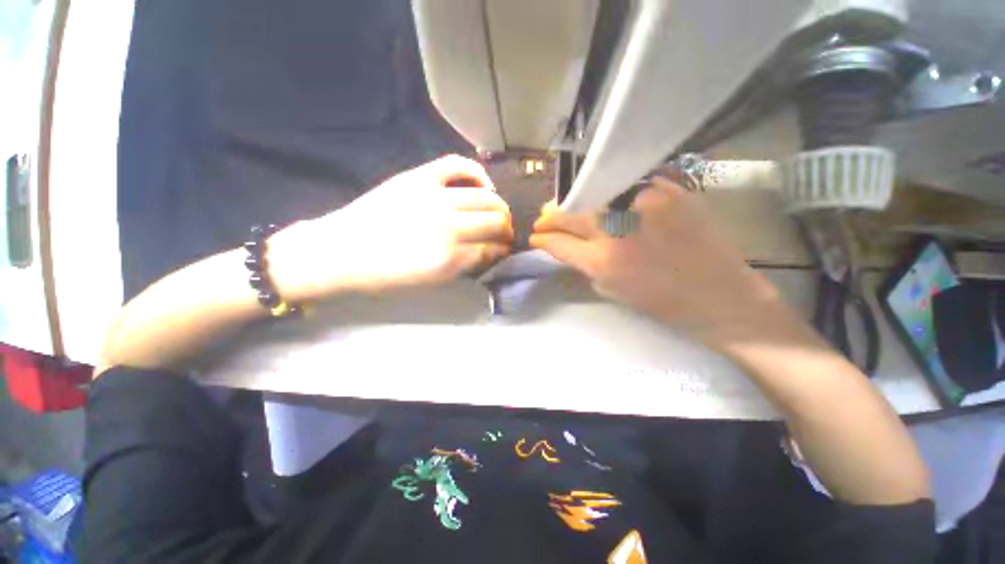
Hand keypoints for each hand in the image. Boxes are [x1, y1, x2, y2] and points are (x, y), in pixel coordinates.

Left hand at [270, 155, 512, 299]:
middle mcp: (447, 226)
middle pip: (495, 222)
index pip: (493, 249)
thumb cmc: (385, 276)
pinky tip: (483, 185)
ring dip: (499, 207)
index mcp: (449, 259)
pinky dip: (477, 173)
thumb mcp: (430, 283)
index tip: (504, 250)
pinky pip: (458, 165)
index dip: (503, 250)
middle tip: (504, 234)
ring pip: (485, 197)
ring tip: (497, 212)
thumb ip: (465, 266)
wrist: (341, 252)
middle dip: (507, 230)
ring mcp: (433, 197)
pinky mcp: (418, 177)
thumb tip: (490, 251)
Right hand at [530, 177, 804, 345]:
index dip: (543, 239)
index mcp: (603, 261)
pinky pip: (626, 186)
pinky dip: (609, 193)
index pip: (559, 242)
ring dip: (575, 202)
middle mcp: (617, 228)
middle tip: (543, 219)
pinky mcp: (667, 190)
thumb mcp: (612, 289)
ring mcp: (643, 204)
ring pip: (594, 194)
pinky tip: (603, 199)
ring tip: (566, 207)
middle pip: (571, 213)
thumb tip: (567, 246)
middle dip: (551, 217)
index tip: (535, 236)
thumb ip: (585, 265)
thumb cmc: (663, 302)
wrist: (720, 294)